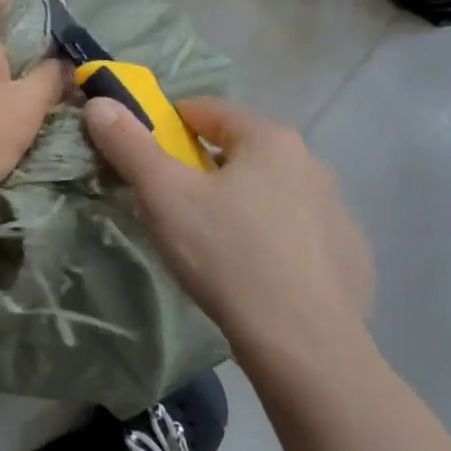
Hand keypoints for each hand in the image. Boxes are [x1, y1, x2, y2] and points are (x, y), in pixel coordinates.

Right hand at [84, 96, 372, 366]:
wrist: (306, 346)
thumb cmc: (228, 255)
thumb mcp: (164, 195)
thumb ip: (129, 145)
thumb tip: (100, 104)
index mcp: (269, 140)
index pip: (208, 110)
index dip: (170, 124)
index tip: (147, 154)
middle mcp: (310, 164)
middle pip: (240, 151)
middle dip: (203, 168)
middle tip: (172, 203)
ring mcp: (337, 212)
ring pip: (271, 191)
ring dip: (240, 202)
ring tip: (211, 242)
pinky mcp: (350, 257)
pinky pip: (298, 233)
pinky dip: (274, 240)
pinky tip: (255, 274)